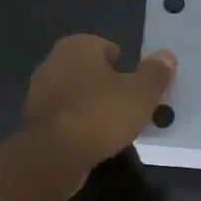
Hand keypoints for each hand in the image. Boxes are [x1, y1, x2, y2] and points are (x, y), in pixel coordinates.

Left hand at [25, 34, 176, 186]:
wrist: (54, 155)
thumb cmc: (100, 113)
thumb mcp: (140, 93)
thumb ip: (155, 73)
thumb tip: (166, 56)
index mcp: (76, 47)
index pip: (103, 45)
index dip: (121, 60)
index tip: (135, 79)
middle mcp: (53, 63)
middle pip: (88, 69)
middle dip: (107, 82)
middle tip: (130, 101)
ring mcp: (39, 93)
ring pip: (75, 93)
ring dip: (92, 104)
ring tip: (115, 122)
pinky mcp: (34, 122)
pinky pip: (65, 116)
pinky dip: (80, 123)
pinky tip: (95, 138)